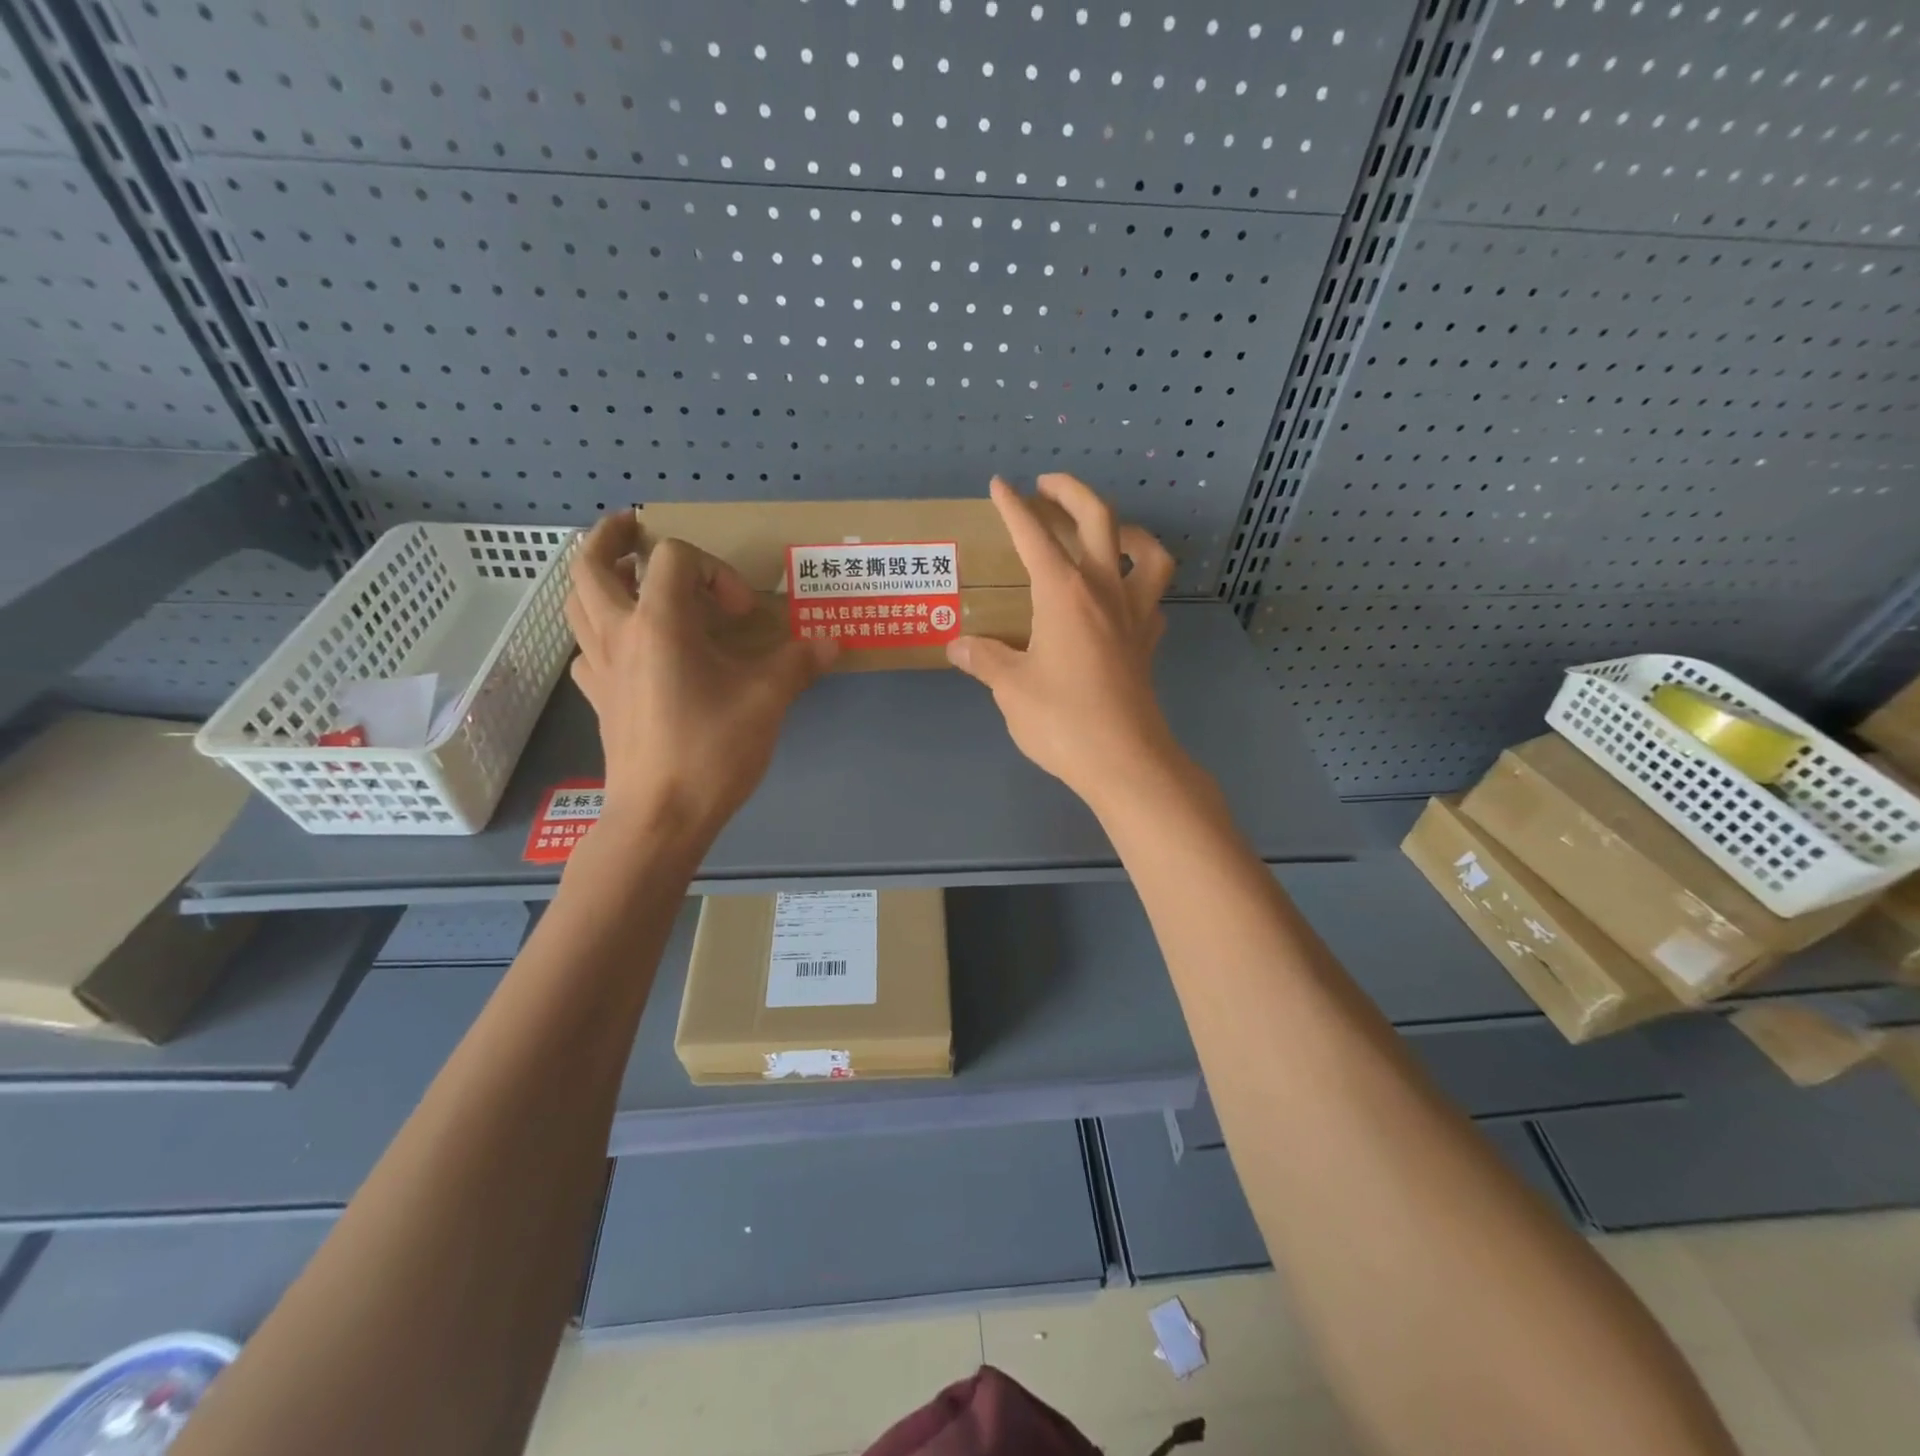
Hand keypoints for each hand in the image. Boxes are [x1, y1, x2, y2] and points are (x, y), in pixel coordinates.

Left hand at [565, 512, 836, 848]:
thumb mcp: (767, 701)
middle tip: (632, 529)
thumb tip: (833, 643)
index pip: (672, 557)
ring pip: (577, 605)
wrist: (660, 816)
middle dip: (610, 539)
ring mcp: (600, 668)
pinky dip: (603, 635)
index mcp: (658, 622)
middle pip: (590, 565)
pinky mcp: (598, 700)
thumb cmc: (712, 750)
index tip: (742, 612)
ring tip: (627, 581)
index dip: (713, 569)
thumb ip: (799, 663)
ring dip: (598, 582)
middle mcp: (619, 634)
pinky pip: (587, 650)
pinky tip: (631, 651)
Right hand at [946, 475, 1181, 811]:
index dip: (1013, 508)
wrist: (1125, 761)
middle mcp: (1104, 591)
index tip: (1000, 485)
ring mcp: (1134, 615)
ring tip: (1107, 530)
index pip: (1034, 537)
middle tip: (1047, 487)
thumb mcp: (1011, 689)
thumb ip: (984, 660)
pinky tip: (1123, 595)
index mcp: (1063, 594)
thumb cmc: (1062, 721)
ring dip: (1127, 529)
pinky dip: (1140, 584)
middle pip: (1099, 519)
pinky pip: (1152, 598)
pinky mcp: (1148, 642)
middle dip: (1071, 493)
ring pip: (1147, 552)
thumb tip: (957, 645)